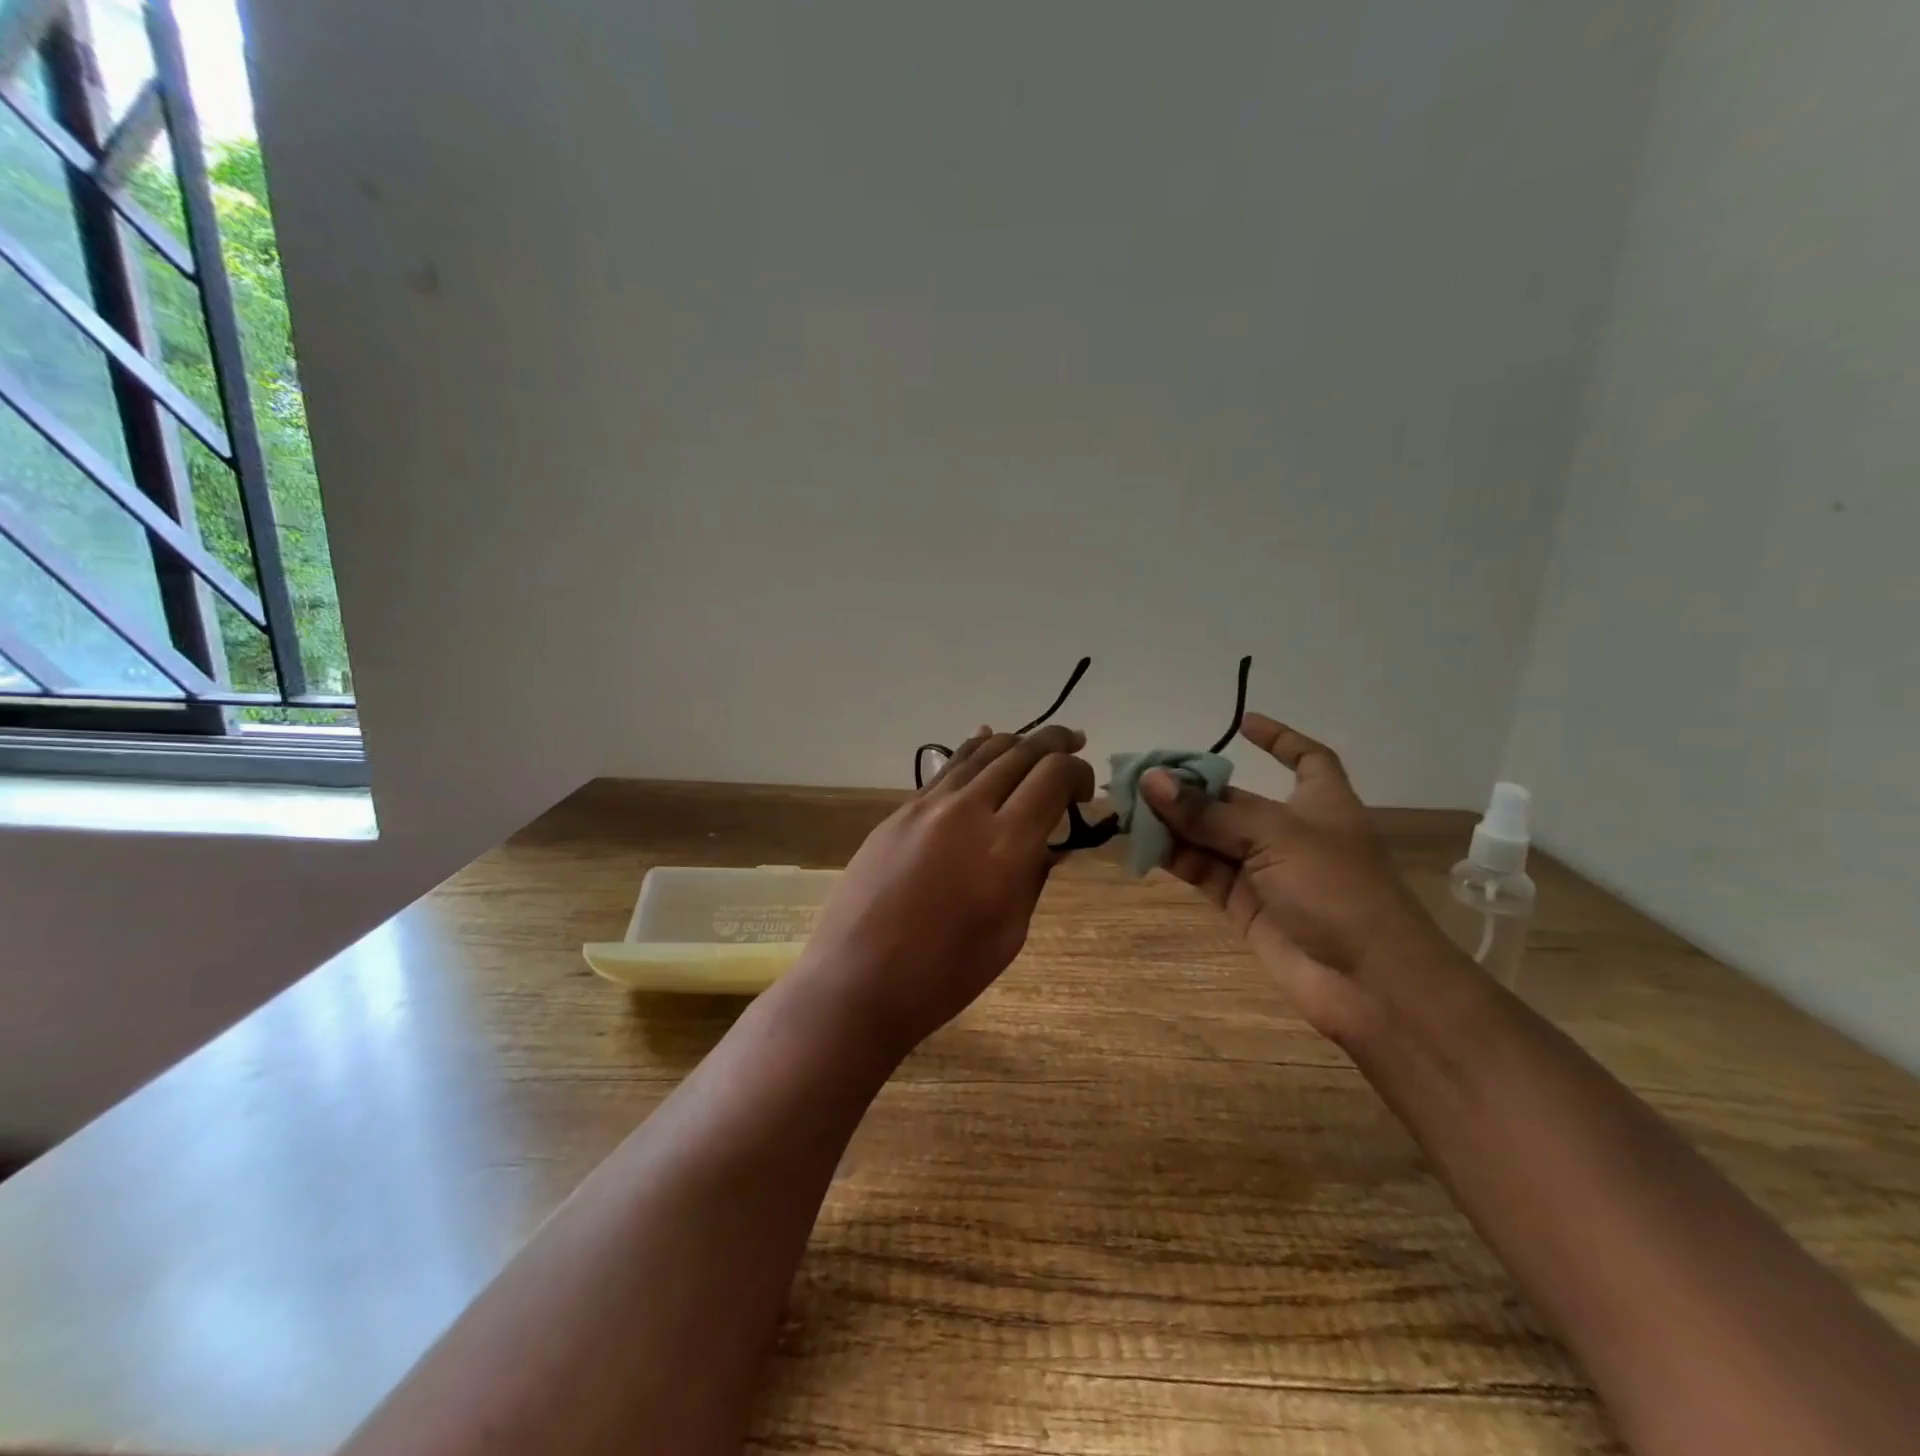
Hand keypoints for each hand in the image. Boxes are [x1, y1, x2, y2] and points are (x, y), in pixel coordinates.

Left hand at [794, 724, 1094, 1056]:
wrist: (858, 981)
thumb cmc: (944, 975)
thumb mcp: (1010, 932)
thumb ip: (1033, 876)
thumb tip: (1050, 842)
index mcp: (1005, 845)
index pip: (1053, 777)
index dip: (1078, 774)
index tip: (1085, 793)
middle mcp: (968, 810)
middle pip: (1020, 753)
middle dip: (1054, 743)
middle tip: (1074, 743)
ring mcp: (928, 806)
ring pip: (980, 752)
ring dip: (1015, 742)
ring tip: (1035, 743)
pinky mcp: (900, 812)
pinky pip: (946, 768)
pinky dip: (973, 751)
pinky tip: (983, 741)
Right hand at [1141, 712, 1451, 1043]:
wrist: (1368, 981)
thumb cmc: (1335, 888)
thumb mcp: (1273, 835)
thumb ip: (1208, 811)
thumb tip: (1151, 781)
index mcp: (1321, 802)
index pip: (1306, 758)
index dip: (1279, 739)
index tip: (1242, 723)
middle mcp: (1291, 832)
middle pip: (1235, 799)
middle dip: (1193, 787)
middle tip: (1142, 776)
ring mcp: (1266, 871)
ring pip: (1211, 836)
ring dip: (1173, 822)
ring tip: (1128, 807)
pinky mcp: (1244, 906)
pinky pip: (1202, 871)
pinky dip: (1174, 857)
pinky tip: (1141, 843)